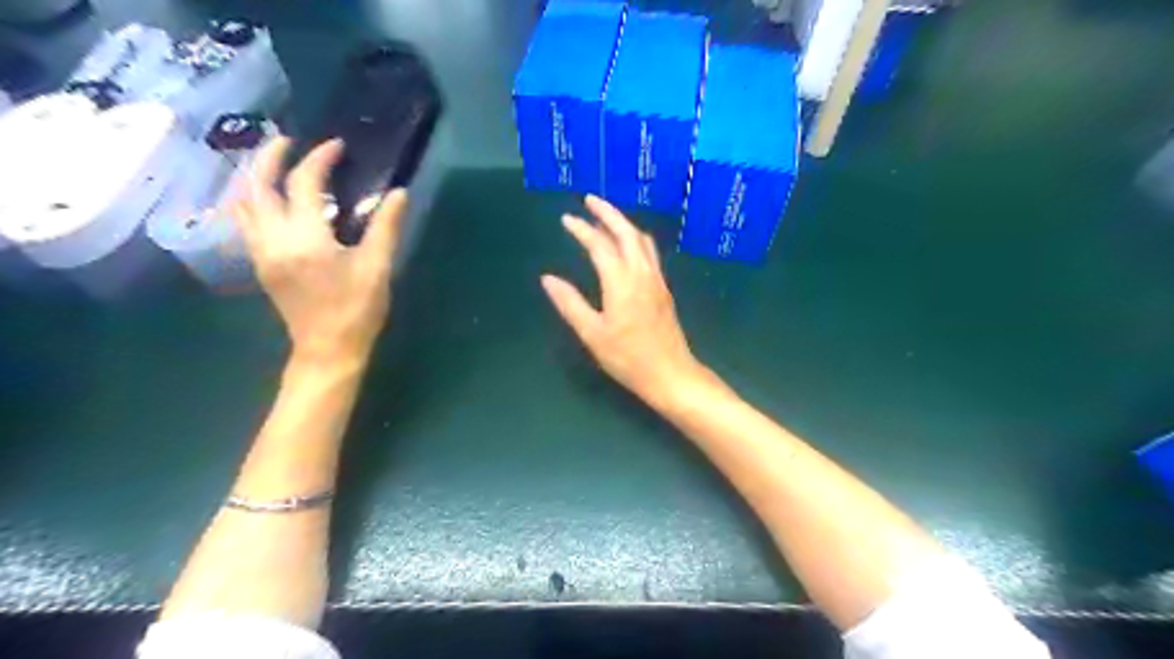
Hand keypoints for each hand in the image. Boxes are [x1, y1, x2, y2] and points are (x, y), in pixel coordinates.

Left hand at [232, 136, 409, 366]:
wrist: (327, 349)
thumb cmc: (357, 310)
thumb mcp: (377, 267)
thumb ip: (386, 227)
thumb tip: (398, 193)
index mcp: (305, 238)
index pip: (304, 184)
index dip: (319, 159)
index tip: (337, 147)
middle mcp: (273, 239)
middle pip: (258, 185)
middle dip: (270, 156)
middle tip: (288, 140)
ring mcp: (261, 252)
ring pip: (244, 203)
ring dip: (256, 177)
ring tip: (275, 164)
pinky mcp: (261, 264)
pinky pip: (246, 221)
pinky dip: (253, 200)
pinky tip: (270, 199)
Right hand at [543, 193, 705, 407]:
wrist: (671, 373)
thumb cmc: (628, 358)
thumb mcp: (592, 334)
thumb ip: (570, 303)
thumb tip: (548, 279)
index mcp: (621, 281)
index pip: (600, 245)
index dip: (582, 229)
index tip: (566, 219)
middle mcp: (642, 273)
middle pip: (626, 232)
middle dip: (608, 213)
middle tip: (590, 199)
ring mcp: (656, 280)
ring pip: (642, 240)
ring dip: (624, 224)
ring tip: (606, 218)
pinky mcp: (663, 289)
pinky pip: (649, 252)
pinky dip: (635, 239)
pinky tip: (627, 246)